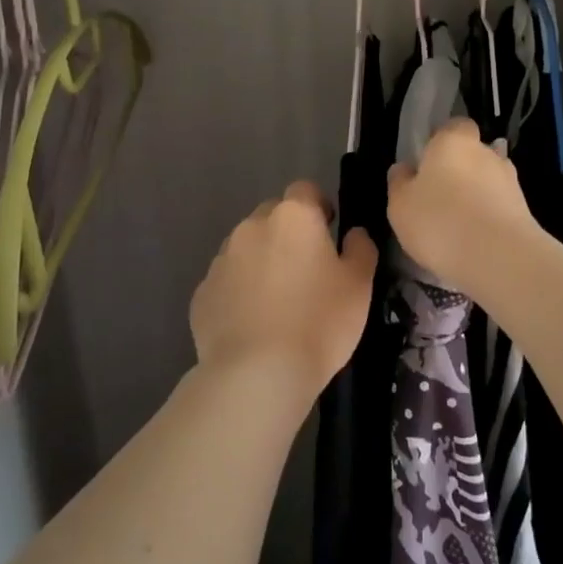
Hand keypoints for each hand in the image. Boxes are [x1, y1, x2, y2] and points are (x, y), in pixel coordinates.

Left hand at [189, 181, 376, 399]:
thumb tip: (353, 232)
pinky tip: (253, 323)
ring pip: (246, 248)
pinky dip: (239, 292)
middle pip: (272, 216)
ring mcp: (221, 259)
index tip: (328, 233)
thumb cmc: (319, 322)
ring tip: (277, 302)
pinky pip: (226, 281)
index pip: (305, 190)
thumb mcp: (359, 285)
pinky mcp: (202, 292)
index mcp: (294, 217)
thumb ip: (360, 249)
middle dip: (288, 234)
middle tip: (305, 271)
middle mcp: (252, 227)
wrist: (258, 373)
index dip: (318, 207)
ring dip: (261, 262)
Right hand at [387, 117, 538, 293]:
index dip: (441, 142)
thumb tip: (404, 169)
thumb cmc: (440, 222)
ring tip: (457, 226)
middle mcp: (486, 152)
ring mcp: (510, 180)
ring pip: (487, 181)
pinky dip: (488, 217)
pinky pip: (499, 206)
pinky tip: (474, 241)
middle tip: (438, 198)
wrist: (499, 258)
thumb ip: (400, 182)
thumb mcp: (401, 205)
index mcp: (453, 141)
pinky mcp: (525, 209)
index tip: (427, 164)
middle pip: (471, 154)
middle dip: (458, 171)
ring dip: (475, 196)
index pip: (453, 126)